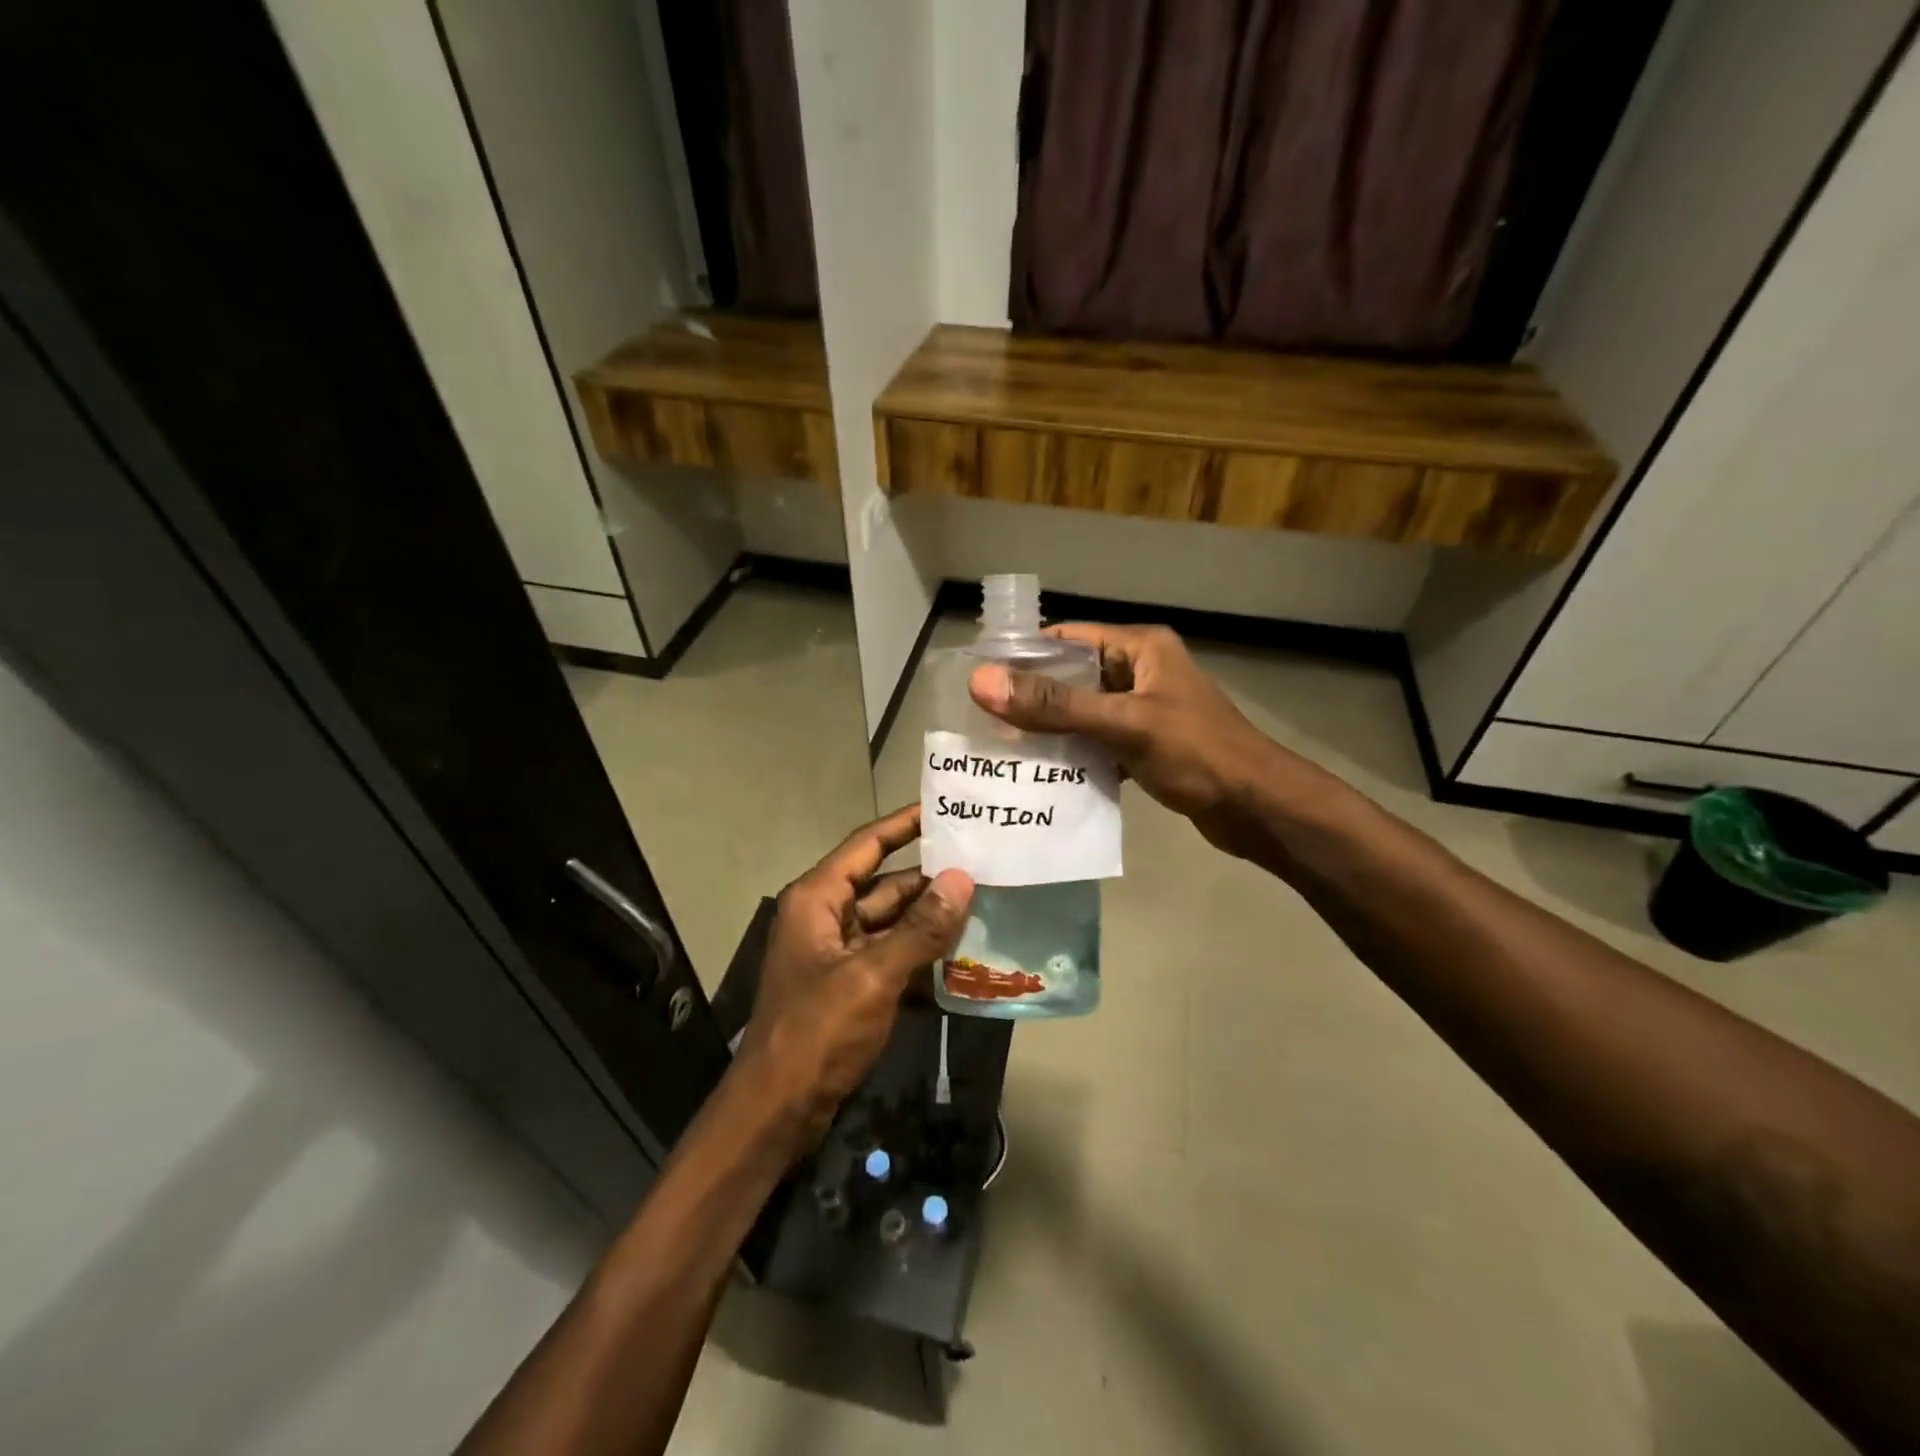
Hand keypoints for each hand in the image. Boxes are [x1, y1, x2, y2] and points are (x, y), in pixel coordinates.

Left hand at [738, 804, 972, 1153]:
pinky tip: (965, 958)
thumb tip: (962, 879)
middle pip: (886, 885)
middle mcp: (826, 917)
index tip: (945, 809)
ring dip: (932, 920)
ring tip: (986, 904)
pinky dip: (922, 956)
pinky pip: (893, 957)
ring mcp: (839, 954)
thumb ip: (920, 928)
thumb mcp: (872, 976)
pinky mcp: (850, 986)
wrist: (777, 1111)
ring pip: (893, 923)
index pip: (867, 845)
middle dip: (931, 878)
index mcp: (818, 899)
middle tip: (984, 862)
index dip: (904, 824)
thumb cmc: (817, 1031)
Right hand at [968, 623, 1323, 856]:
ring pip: (1084, 713)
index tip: (982, 679)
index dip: (1025, 654)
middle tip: (985, 720)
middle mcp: (1141, 671)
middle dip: (1033, 698)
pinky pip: (1099, 742)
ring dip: (1052, 730)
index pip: (1069, 638)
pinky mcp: (1147, 745)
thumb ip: (1055, 705)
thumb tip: (983, 682)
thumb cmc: (1197, 754)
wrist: (1258, 808)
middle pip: (1074, 677)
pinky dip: (1076, 755)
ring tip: (1004, 748)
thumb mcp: (1123, 723)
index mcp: (1140, 649)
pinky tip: (1045, 775)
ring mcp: (1145, 710)